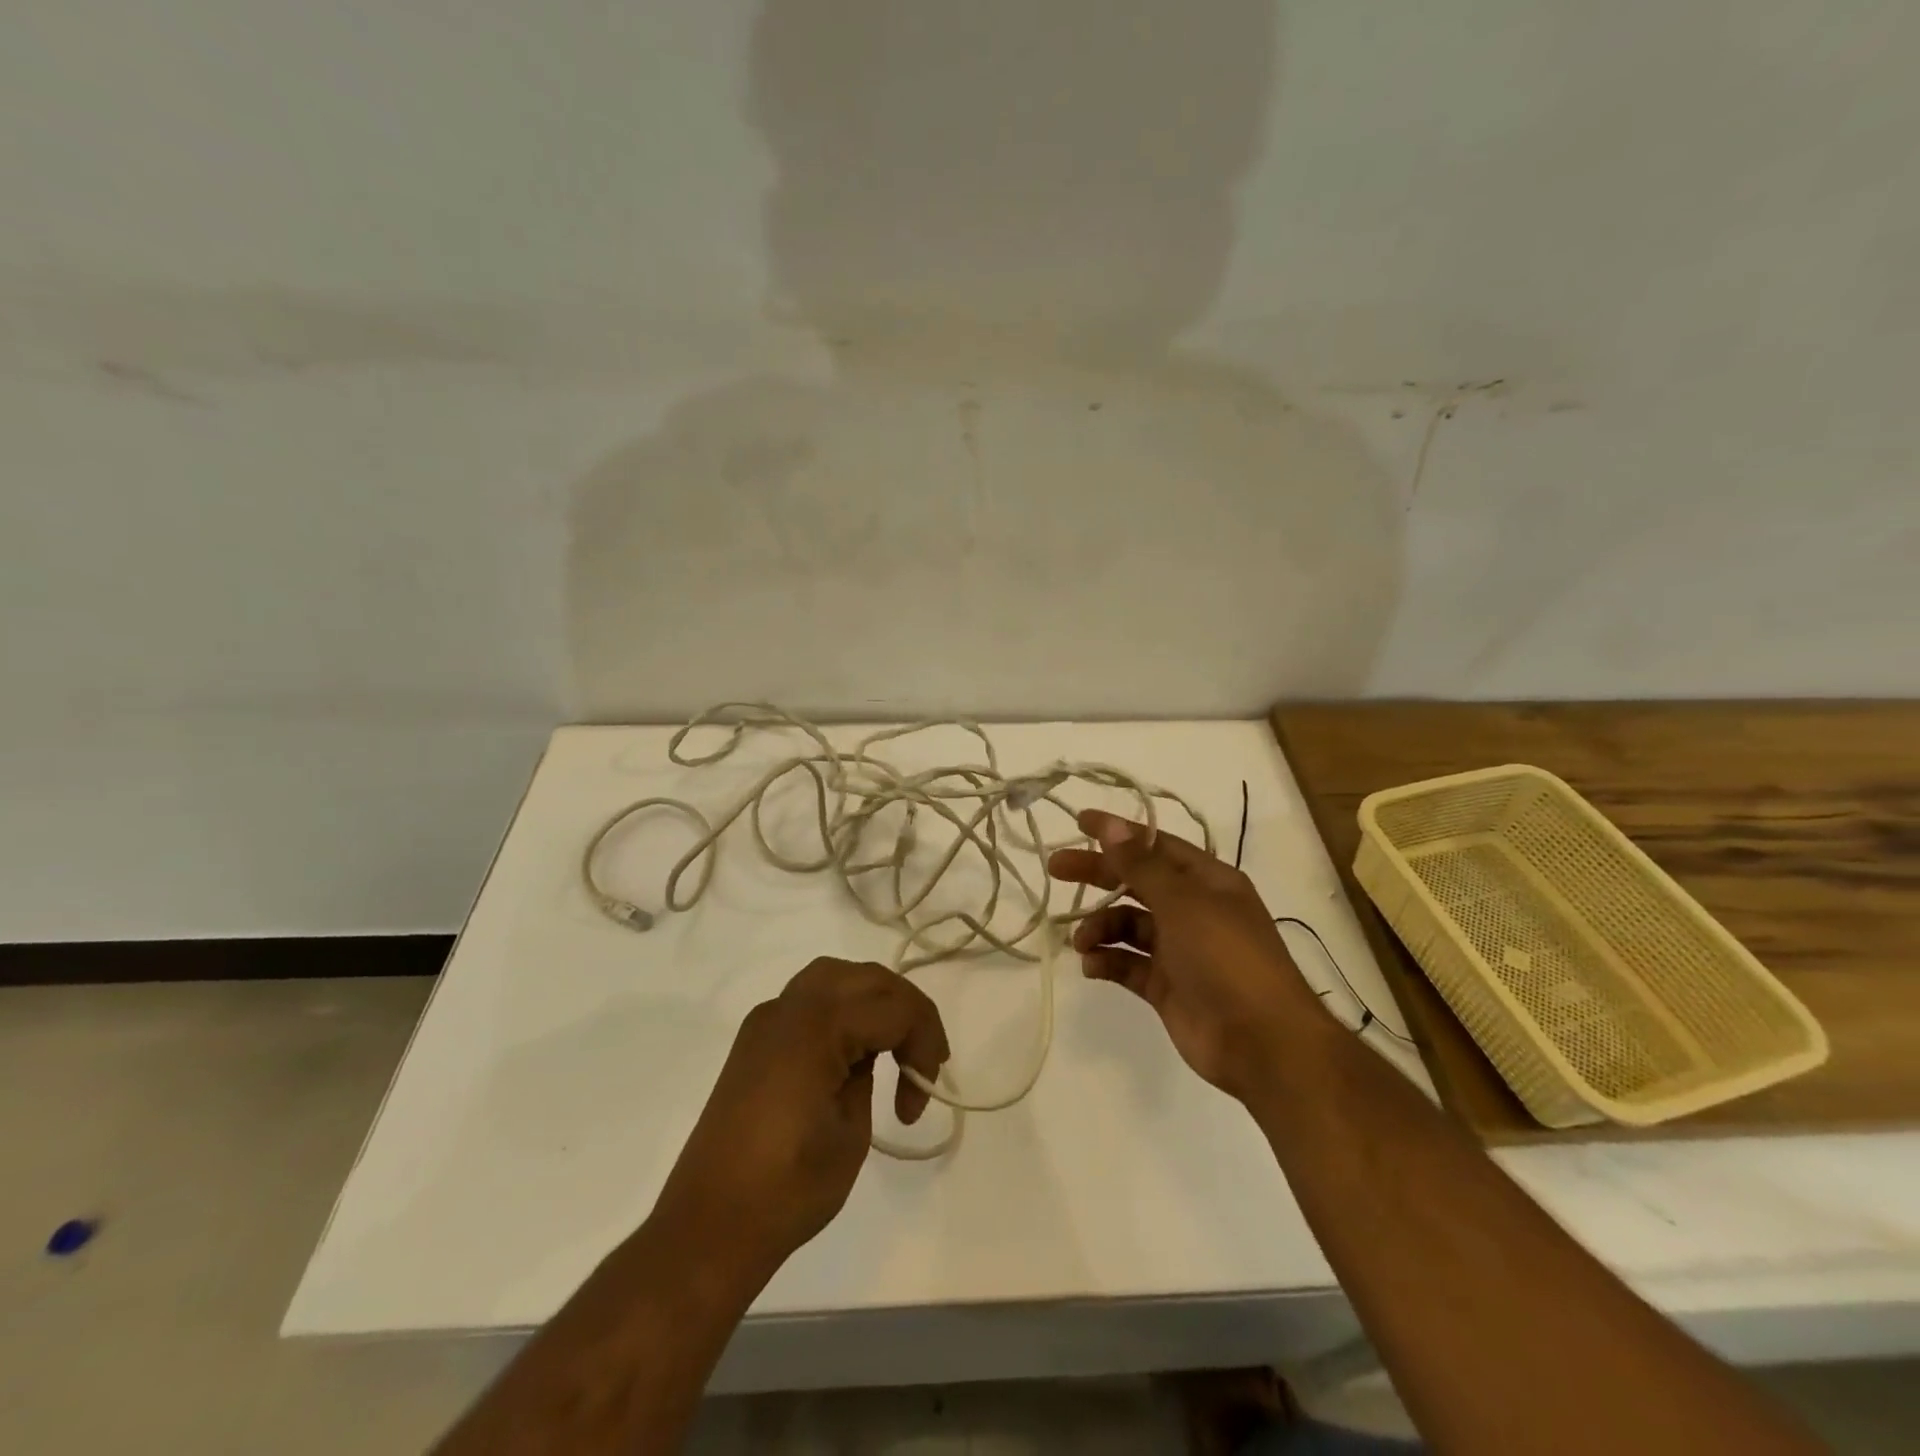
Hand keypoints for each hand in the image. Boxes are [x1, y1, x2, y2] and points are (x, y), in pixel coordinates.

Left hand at [649, 957, 948, 1280]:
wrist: (708, 1228)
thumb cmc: (787, 1189)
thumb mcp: (850, 1132)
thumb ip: (867, 1076)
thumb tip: (866, 1057)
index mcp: (817, 1026)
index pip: (894, 1007)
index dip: (924, 1043)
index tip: (921, 1097)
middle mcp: (788, 1008)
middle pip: (866, 978)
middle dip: (905, 1010)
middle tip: (923, 1061)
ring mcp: (766, 1021)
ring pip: (834, 978)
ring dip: (872, 1002)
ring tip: (893, 1046)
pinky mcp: (754, 1041)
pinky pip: (808, 1001)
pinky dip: (841, 1011)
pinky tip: (852, 1052)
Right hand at [1049, 809, 1330, 1099]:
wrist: (1262, 1042)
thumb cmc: (1227, 958)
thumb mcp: (1183, 902)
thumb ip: (1141, 865)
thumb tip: (1111, 825)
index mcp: (1207, 881)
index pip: (1155, 845)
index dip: (1119, 832)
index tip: (1079, 822)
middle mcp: (1193, 909)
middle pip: (1136, 882)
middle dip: (1098, 875)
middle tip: (1056, 869)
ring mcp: (1180, 949)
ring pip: (1128, 925)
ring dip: (1100, 926)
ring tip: (1082, 941)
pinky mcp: (1166, 986)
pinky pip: (1128, 963)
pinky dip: (1107, 961)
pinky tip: (1092, 965)